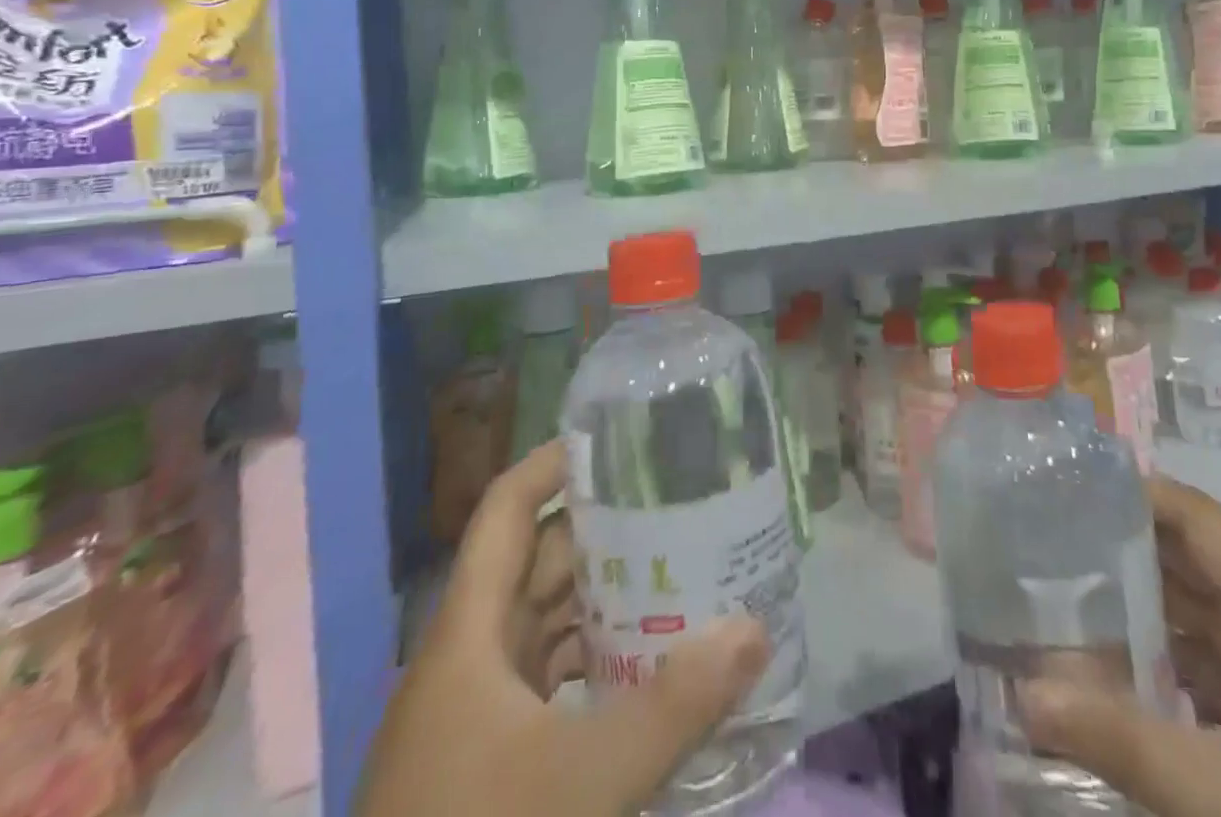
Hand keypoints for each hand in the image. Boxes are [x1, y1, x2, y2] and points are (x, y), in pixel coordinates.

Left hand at [357, 442, 772, 816]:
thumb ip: (674, 705)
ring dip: (602, 595)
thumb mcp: (582, 781)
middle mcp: (467, 656)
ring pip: (544, 621)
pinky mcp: (488, 762)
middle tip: (676, 503)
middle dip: (603, 528)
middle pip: (537, 560)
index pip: (506, 509)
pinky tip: (644, 667)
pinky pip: (548, 678)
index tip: (618, 440)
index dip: (553, 463)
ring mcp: (474, 713)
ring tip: (678, 570)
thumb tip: (754, 628)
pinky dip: (593, 659)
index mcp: (467, 631)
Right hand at [1017, 479, 1220, 816]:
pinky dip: (1173, 669)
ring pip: (1211, 627)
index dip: (1141, 494)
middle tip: (1055, 539)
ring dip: (1149, 613)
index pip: (1204, 523)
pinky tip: (1128, 680)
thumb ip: (1114, 736)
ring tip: (1075, 598)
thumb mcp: (1216, 795)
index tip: (1074, 485)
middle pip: (1202, 569)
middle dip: (1130, 551)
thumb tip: (1019, 693)